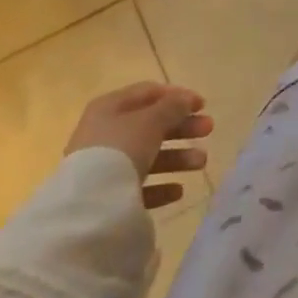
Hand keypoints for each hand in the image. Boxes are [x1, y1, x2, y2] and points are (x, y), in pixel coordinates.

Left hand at [65, 82, 213, 209]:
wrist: (89, 204)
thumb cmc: (121, 148)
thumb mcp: (151, 120)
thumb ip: (173, 107)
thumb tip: (186, 99)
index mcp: (110, 107)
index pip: (148, 93)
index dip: (177, 95)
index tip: (202, 105)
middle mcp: (105, 133)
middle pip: (151, 125)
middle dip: (182, 127)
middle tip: (209, 130)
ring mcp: (105, 165)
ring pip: (148, 155)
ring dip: (178, 157)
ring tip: (201, 163)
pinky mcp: (107, 196)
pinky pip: (139, 186)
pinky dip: (160, 186)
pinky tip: (178, 191)